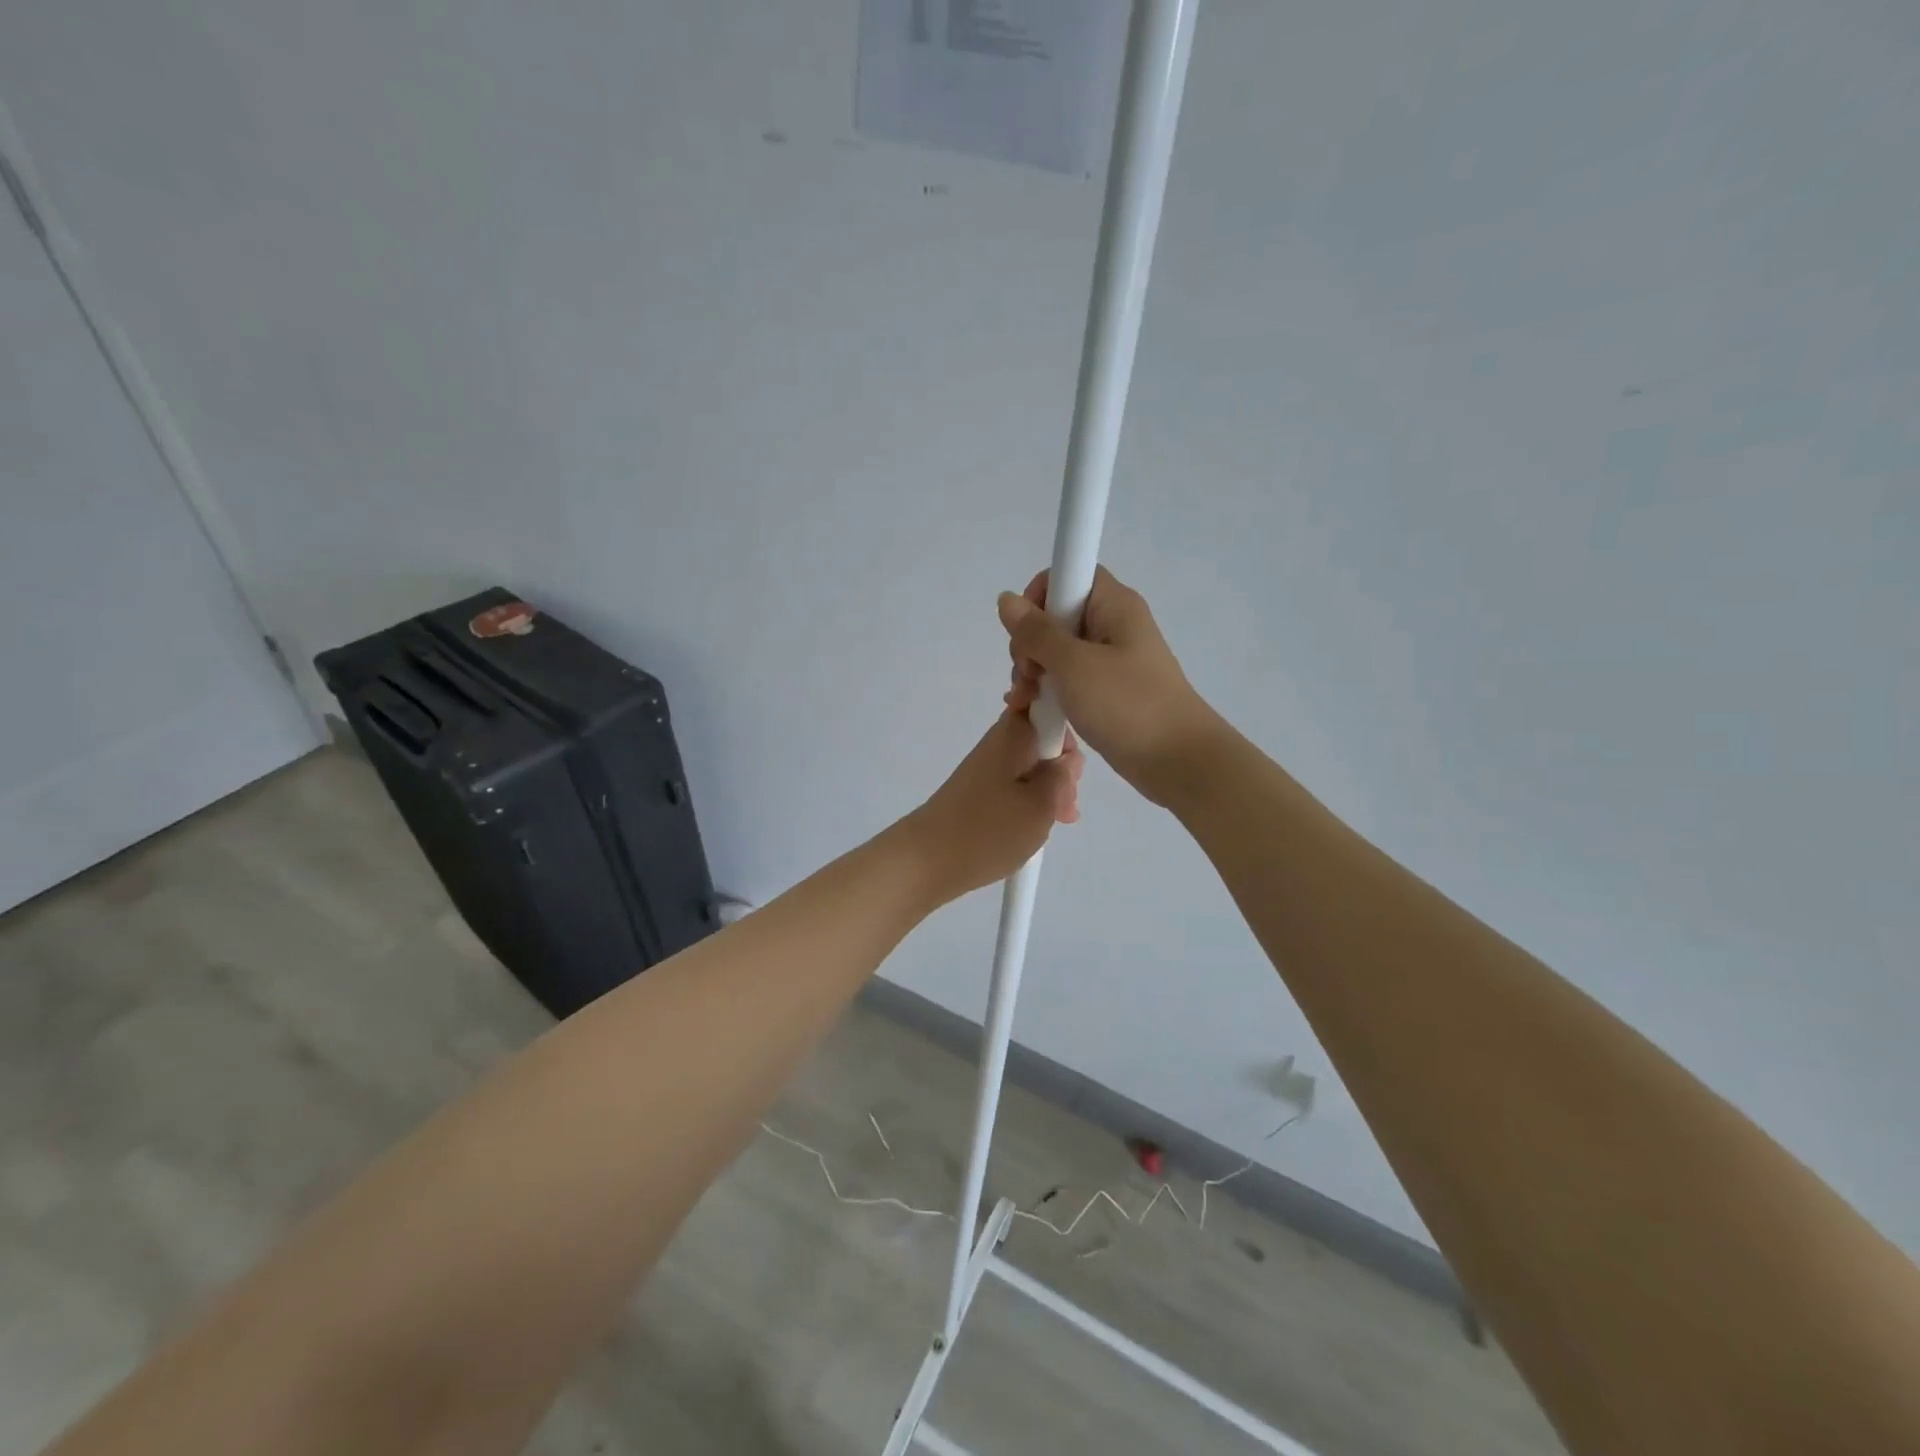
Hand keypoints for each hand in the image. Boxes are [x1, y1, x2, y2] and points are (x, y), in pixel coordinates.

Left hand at [903, 711, 1082, 902]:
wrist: (928, 859)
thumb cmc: (989, 829)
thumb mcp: (1042, 804)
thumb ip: (1062, 776)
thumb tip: (1066, 759)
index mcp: (1015, 732)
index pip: (1050, 703)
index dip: (1069, 729)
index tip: (1071, 767)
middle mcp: (1001, 740)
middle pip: (1045, 738)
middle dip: (1063, 768)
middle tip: (1066, 804)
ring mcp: (989, 765)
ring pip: (1033, 765)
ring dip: (1050, 789)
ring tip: (1057, 820)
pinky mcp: (981, 788)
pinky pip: (1017, 784)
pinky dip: (1031, 801)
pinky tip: (1038, 826)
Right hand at [1000, 566, 1220, 805]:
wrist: (1179, 761)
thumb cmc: (1127, 705)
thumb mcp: (1074, 665)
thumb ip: (1036, 632)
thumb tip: (1006, 599)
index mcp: (1114, 605)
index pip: (1069, 573)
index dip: (1040, 595)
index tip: (1026, 632)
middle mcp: (1114, 625)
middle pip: (1058, 615)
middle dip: (1030, 643)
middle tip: (1028, 676)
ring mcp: (1112, 660)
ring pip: (1059, 651)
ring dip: (1035, 671)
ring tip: (1027, 700)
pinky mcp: (1110, 691)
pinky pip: (1070, 678)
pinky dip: (1050, 689)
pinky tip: (1034, 709)